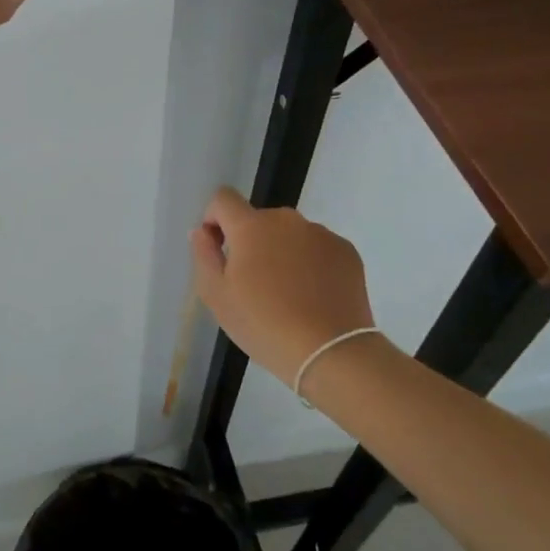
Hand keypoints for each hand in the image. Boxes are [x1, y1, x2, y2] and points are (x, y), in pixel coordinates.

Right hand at [189, 187, 378, 386]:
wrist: (330, 352)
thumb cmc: (263, 324)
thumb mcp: (216, 296)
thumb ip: (204, 254)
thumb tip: (202, 231)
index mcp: (251, 226)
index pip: (223, 199)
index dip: (214, 219)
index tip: (219, 249)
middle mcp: (287, 220)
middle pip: (258, 219)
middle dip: (251, 242)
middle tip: (253, 284)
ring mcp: (321, 234)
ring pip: (289, 235)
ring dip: (281, 252)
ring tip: (287, 294)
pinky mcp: (346, 251)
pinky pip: (317, 248)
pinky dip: (310, 264)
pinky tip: (312, 296)